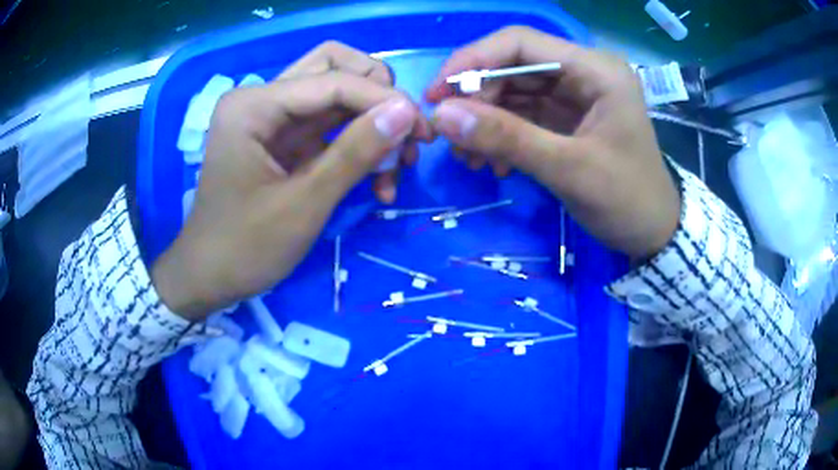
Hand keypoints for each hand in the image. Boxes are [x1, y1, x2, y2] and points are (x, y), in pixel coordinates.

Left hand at [152, 42, 431, 319]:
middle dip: (377, 97)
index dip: (383, 99)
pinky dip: (357, 145)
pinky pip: (329, 126)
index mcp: (253, 105)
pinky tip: (377, 180)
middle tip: (406, 135)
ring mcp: (271, 118)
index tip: (423, 131)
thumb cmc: (245, 248)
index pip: (332, 81)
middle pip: (334, 70)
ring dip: (372, 122)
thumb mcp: (304, 204)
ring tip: (398, 165)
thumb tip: (407, 111)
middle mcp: (261, 99)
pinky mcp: (282, 140)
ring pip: (336, 96)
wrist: (208, 278)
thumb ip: (356, 152)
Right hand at [426, 27, 679, 260]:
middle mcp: (582, 73)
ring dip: (484, 120)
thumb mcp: (569, 169)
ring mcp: (574, 96)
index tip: (437, 93)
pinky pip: (522, 115)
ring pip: (513, 91)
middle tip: (449, 135)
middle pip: (512, 66)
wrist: (654, 232)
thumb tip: (441, 116)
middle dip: (476, 98)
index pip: (520, 42)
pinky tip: (493, 163)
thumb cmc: (627, 200)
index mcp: (595, 70)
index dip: (473, 60)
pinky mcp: (566, 118)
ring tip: (467, 157)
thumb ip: (508, 138)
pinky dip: (501, 135)